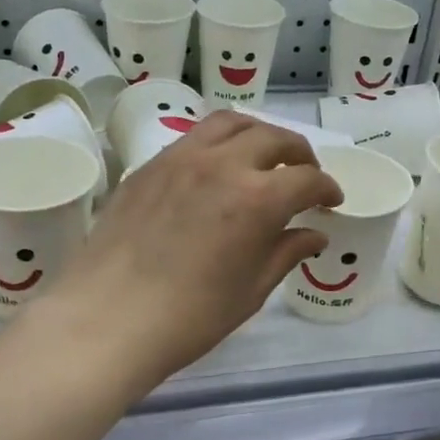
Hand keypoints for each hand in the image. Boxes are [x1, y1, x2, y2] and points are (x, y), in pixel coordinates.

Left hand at [41, 112, 343, 383]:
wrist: (108, 317)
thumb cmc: (189, 316)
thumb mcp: (250, 289)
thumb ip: (286, 252)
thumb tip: (314, 234)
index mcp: (258, 198)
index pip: (307, 179)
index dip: (327, 189)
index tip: (331, 202)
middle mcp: (223, 164)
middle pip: (273, 138)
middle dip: (299, 154)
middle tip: (304, 175)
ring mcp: (181, 158)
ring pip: (231, 123)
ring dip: (258, 133)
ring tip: (263, 155)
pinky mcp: (150, 165)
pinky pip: (194, 137)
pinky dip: (219, 142)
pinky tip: (217, 167)